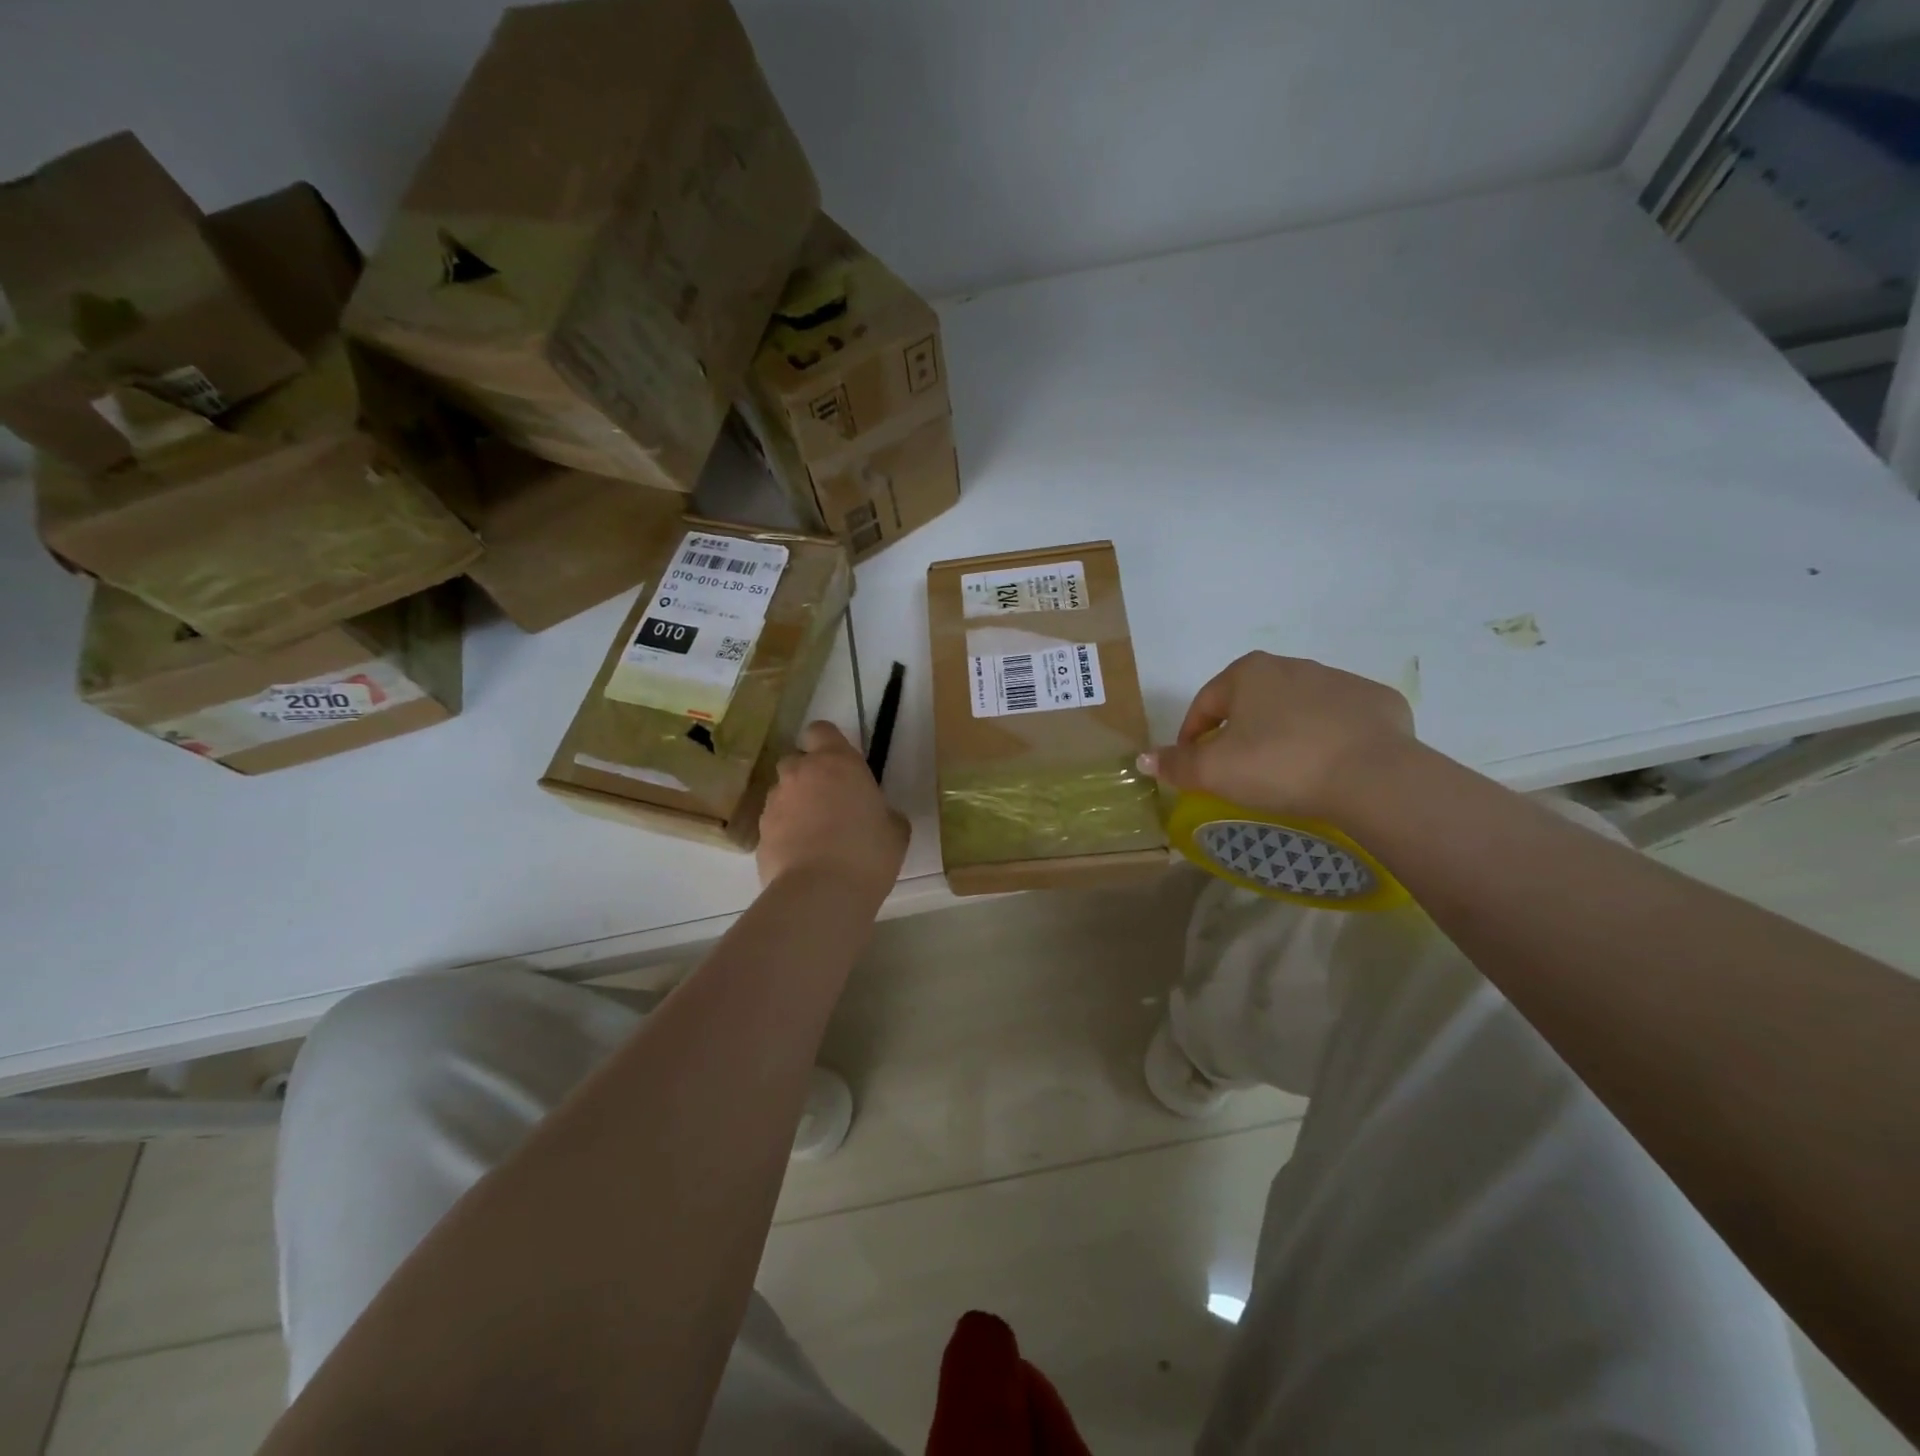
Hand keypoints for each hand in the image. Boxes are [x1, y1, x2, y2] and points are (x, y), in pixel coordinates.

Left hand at [758, 722, 909, 893]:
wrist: (821, 893)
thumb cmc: (868, 853)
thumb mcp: (895, 830)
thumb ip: (884, 812)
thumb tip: (878, 816)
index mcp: (836, 762)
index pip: (820, 730)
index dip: (827, 743)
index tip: (841, 765)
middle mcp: (800, 773)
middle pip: (797, 760)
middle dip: (809, 775)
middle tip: (831, 803)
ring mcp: (774, 803)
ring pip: (782, 793)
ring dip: (796, 805)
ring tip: (816, 836)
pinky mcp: (759, 834)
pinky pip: (774, 824)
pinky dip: (785, 833)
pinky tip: (802, 857)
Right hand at [1140, 653, 1415, 819]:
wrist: (1373, 776)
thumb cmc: (1279, 765)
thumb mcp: (1214, 771)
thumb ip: (1175, 764)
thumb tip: (1144, 758)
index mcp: (1249, 673)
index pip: (1205, 703)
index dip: (1192, 735)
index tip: (1193, 766)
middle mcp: (1293, 665)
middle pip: (1251, 702)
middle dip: (1238, 732)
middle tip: (1238, 770)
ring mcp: (1340, 681)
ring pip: (1296, 708)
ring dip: (1283, 732)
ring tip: (1285, 771)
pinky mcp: (1377, 703)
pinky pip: (1340, 720)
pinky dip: (1328, 738)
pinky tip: (1329, 766)